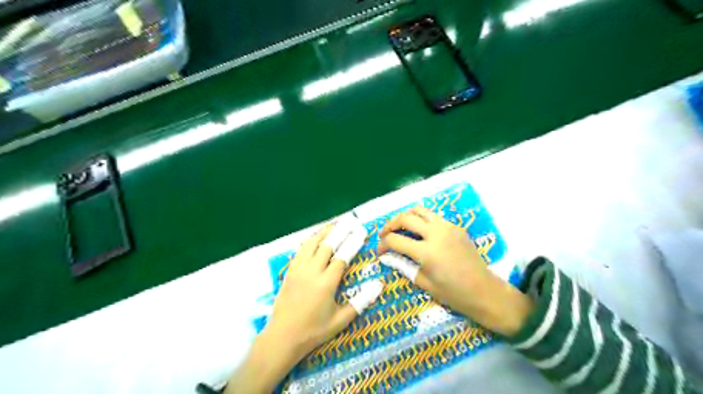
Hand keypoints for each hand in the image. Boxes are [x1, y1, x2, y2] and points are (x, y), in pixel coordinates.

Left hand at [267, 223, 359, 358]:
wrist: (282, 337)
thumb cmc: (313, 331)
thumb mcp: (340, 320)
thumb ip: (360, 302)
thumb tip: (379, 285)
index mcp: (326, 284)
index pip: (341, 257)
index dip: (352, 243)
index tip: (361, 232)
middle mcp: (311, 272)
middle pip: (326, 246)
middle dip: (340, 232)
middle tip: (349, 221)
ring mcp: (298, 270)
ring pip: (311, 244)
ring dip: (323, 232)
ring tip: (334, 225)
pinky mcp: (289, 271)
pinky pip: (300, 250)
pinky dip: (310, 241)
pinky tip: (315, 238)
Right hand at [379, 206, 533, 335]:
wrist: (484, 291)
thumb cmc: (453, 293)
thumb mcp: (423, 282)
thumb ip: (402, 265)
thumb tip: (385, 257)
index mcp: (427, 252)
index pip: (395, 240)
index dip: (383, 245)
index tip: (379, 251)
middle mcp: (436, 233)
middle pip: (405, 218)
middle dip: (390, 225)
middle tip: (384, 234)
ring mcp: (447, 227)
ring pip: (419, 210)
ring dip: (405, 217)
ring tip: (399, 227)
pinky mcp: (455, 226)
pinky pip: (433, 216)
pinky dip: (421, 220)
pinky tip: (419, 231)